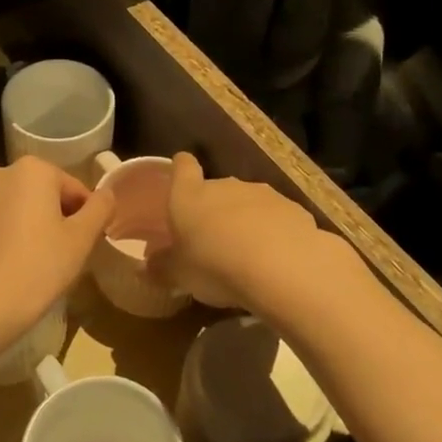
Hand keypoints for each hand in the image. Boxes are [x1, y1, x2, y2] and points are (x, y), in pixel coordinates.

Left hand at [0, 156, 115, 352]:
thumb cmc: (41, 265)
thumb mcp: (83, 238)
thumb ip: (100, 209)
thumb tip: (106, 194)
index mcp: (35, 169)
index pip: (73, 189)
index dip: (85, 216)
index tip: (86, 243)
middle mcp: (1, 171)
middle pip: (41, 192)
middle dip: (53, 215)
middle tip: (61, 252)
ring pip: (12, 203)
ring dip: (24, 219)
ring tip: (30, 255)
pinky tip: (1, 249)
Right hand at [150, 153, 362, 315]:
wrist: (281, 266)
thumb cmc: (214, 265)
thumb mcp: (178, 275)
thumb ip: (161, 268)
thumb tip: (147, 266)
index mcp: (189, 195)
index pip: (182, 166)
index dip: (181, 170)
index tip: (180, 178)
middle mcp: (224, 185)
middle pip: (216, 189)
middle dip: (214, 209)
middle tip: (212, 241)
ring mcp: (262, 194)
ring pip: (248, 203)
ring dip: (246, 222)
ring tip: (247, 256)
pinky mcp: (294, 209)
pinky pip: (277, 219)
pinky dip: (275, 234)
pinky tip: (277, 261)